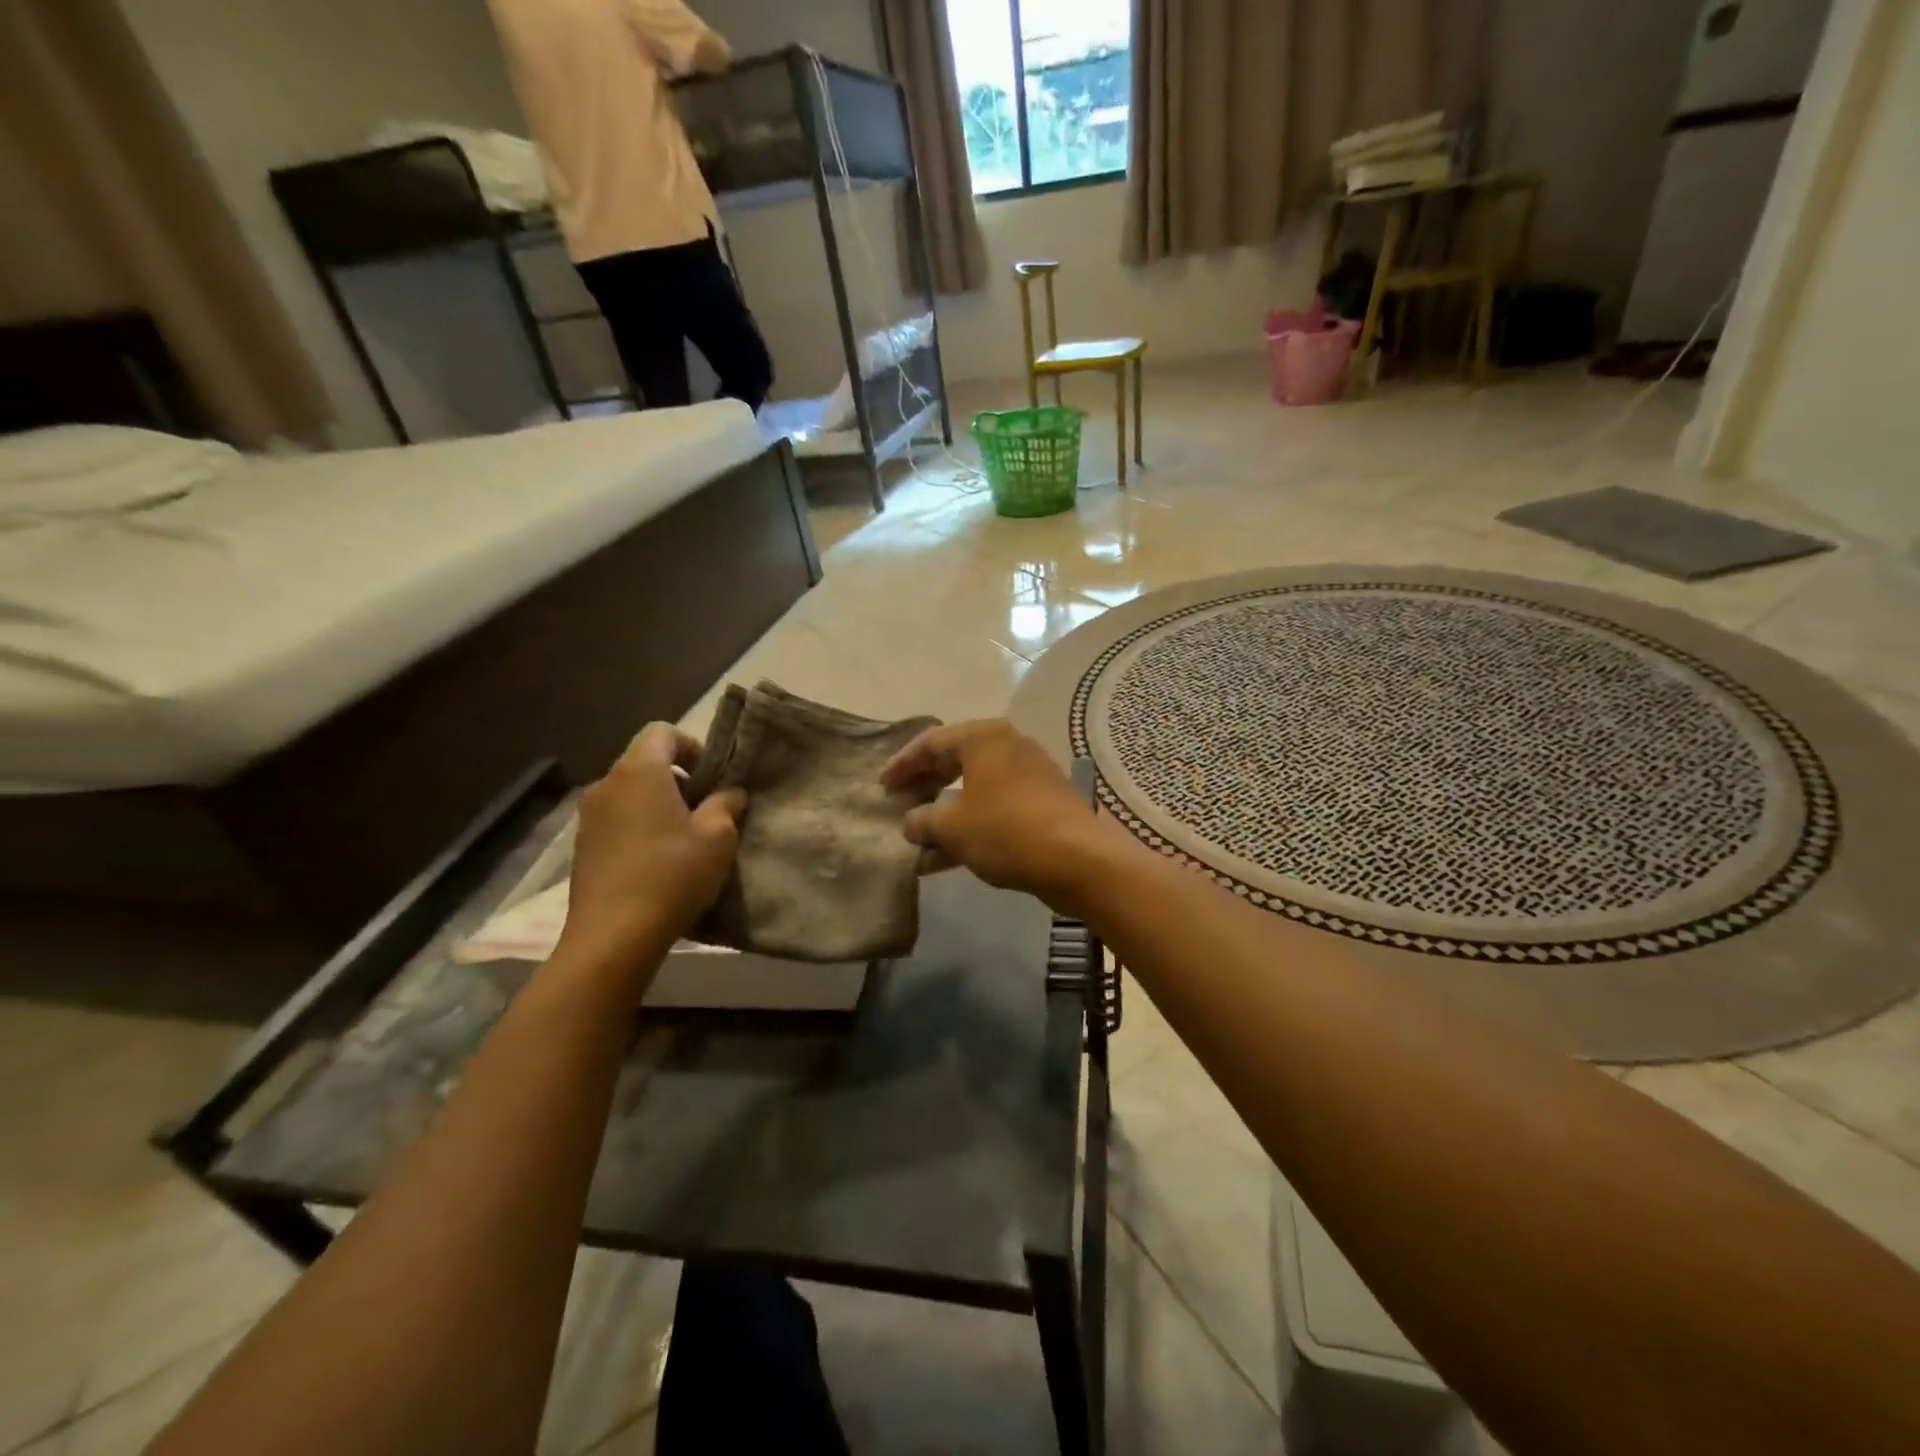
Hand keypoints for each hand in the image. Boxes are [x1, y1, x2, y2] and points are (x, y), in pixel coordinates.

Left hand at [556, 724, 744, 977]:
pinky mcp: (582, 846)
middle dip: (678, 778)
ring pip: (630, 792)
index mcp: (639, 772)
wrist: (613, 937)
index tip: (711, 779)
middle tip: (705, 810)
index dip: (692, 747)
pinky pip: (616, 819)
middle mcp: (607, 784)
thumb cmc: (671, 875)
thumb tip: (730, 793)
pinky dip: (639, 826)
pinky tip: (657, 860)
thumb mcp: (718, 837)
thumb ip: (726, 805)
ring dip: (658, 804)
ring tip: (683, 838)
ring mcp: (589, 816)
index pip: (662, 732)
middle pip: (645, 762)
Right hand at [879, 719, 1109, 905]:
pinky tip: (945, 859)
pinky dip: (970, 827)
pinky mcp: (1042, 803)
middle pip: (954, 762)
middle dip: (924, 786)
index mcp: (984, 737)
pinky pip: (995, 809)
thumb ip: (923, 820)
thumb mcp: (952, 826)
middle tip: (899, 804)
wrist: (1078, 859)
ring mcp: (1029, 775)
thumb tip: (912, 822)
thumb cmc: (1006, 829)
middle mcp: (1008, 746)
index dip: (902, 764)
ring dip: (945, 814)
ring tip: (917, 839)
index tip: (882, 786)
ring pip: (974, 790)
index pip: (931, 742)